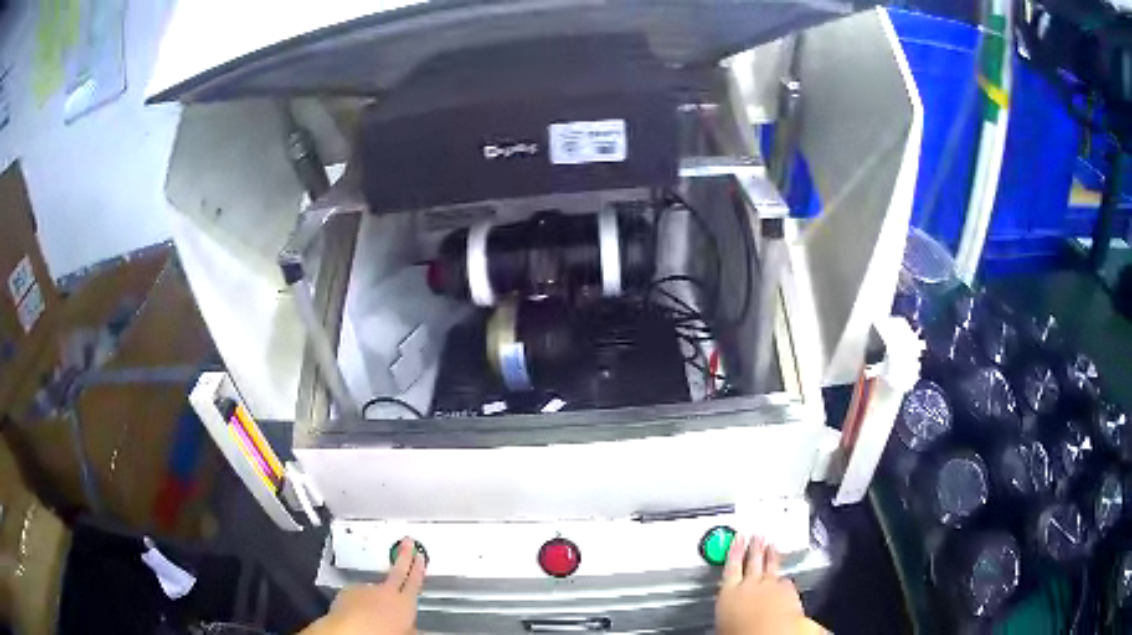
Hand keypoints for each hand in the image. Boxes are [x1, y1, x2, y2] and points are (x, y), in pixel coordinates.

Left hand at [302, 538, 425, 634]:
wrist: (349, 632)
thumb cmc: (380, 634)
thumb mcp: (403, 632)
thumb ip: (408, 625)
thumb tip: (410, 626)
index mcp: (403, 602)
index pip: (414, 581)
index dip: (418, 568)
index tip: (419, 556)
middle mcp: (384, 592)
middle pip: (397, 571)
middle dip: (404, 556)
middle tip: (407, 543)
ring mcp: (364, 590)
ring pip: (374, 587)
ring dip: (376, 592)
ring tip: (374, 609)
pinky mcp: (347, 592)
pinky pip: (357, 594)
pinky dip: (360, 600)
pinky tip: (359, 611)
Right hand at [716, 535, 819, 634]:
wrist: (770, 633)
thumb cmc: (742, 633)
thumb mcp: (725, 624)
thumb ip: (729, 611)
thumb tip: (728, 616)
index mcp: (729, 593)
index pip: (731, 566)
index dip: (735, 550)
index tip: (738, 538)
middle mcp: (751, 585)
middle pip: (753, 561)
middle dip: (755, 547)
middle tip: (757, 536)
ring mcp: (772, 586)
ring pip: (771, 566)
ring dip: (772, 556)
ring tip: (772, 546)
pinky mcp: (789, 591)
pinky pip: (787, 581)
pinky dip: (785, 578)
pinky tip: (786, 578)